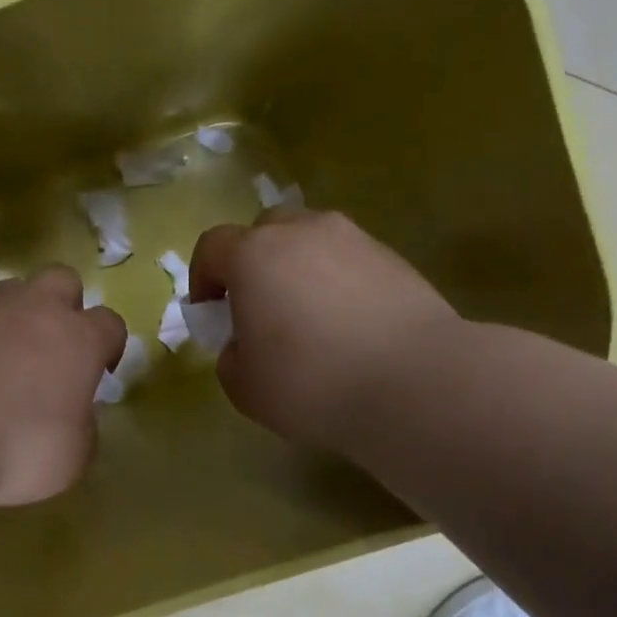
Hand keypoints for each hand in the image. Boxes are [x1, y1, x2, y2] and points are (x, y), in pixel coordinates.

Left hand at [0, 266, 127, 505]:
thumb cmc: (16, 449)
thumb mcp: (71, 457)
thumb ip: (82, 426)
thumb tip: (73, 414)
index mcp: (78, 338)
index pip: (110, 323)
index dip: (109, 345)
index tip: (100, 371)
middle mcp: (34, 310)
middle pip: (62, 281)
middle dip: (64, 307)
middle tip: (54, 349)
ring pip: (12, 292)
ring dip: (16, 317)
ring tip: (4, 360)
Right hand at [189, 209, 460, 453]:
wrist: (414, 383)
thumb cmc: (311, 383)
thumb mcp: (244, 386)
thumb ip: (231, 356)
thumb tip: (247, 343)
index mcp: (254, 255)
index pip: (212, 247)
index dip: (203, 277)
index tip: (210, 311)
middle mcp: (302, 231)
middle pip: (265, 230)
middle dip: (254, 262)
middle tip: (260, 307)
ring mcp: (354, 240)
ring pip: (312, 242)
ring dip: (300, 269)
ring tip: (310, 317)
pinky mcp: (395, 258)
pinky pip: (349, 262)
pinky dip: (340, 283)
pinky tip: (351, 325)